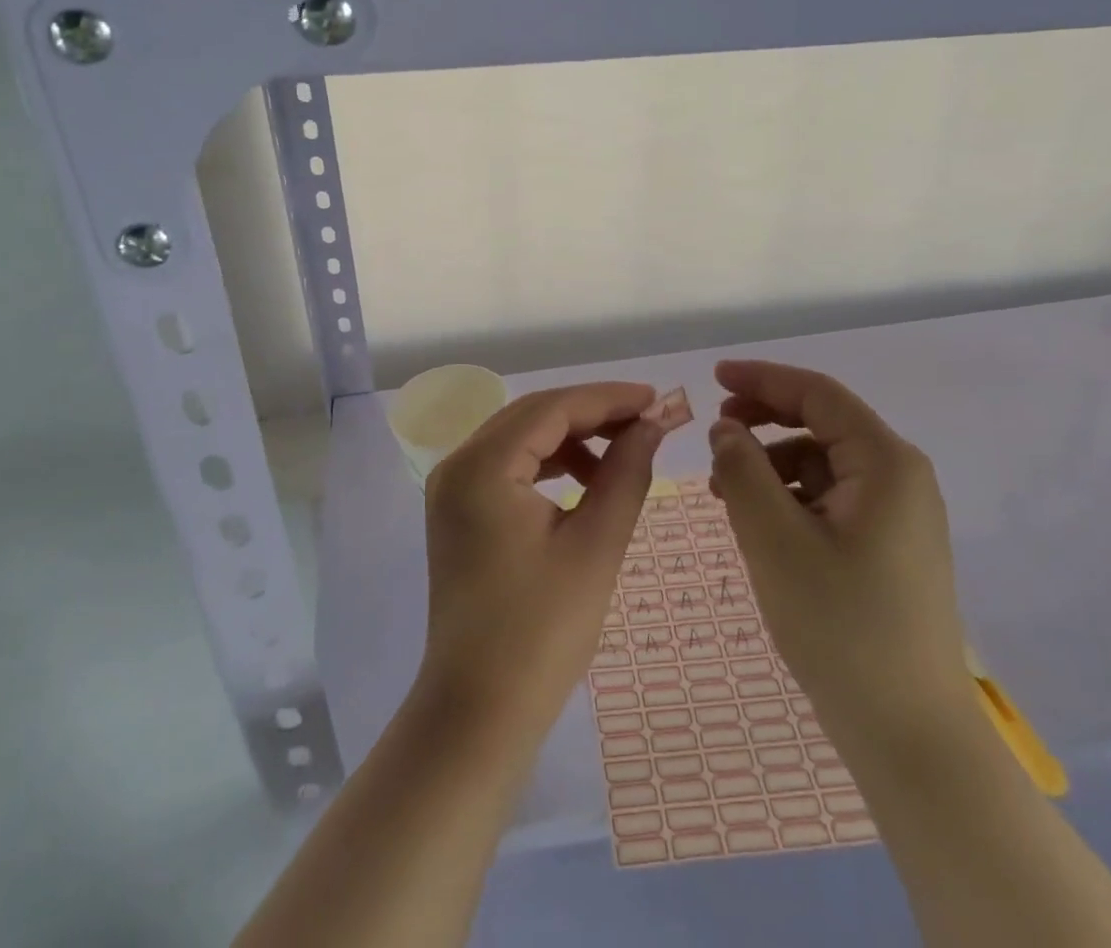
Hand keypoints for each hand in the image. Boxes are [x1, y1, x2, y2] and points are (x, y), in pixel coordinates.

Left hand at [419, 382, 662, 741]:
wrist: (479, 711)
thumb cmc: (542, 633)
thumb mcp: (596, 546)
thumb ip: (626, 473)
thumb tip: (652, 425)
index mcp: (482, 466)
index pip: (552, 408)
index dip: (608, 398)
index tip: (657, 399)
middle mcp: (458, 463)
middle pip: (533, 415)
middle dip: (592, 413)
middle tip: (649, 420)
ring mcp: (452, 487)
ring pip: (520, 436)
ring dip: (571, 437)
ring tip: (623, 452)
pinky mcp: (458, 510)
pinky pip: (508, 464)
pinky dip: (548, 462)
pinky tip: (584, 478)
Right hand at [708, 359, 969, 751]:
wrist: (910, 737)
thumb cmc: (841, 627)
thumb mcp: (774, 539)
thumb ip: (743, 470)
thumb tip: (725, 429)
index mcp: (885, 463)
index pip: (817, 394)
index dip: (762, 379)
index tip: (712, 378)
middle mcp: (899, 478)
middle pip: (821, 424)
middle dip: (764, 422)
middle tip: (715, 435)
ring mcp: (898, 515)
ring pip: (822, 463)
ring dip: (771, 465)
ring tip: (726, 494)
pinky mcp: (888, 547)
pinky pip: (830, 499)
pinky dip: (789, 497)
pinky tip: (758, 524)